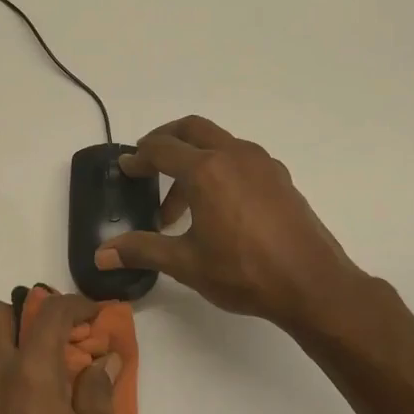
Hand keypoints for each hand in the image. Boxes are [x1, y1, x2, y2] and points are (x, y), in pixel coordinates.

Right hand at [96, 115, 366, 333]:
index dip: (138, 157)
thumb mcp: (186, 263)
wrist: (312, 284)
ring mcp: (262, 164)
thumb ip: (142, 250)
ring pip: (218, 143)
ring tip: (181, 203)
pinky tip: (218, 206)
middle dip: (165, 140)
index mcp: (206, 170)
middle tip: (147, 162)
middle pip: (191, 129)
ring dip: (193, 159)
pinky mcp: (280, 178)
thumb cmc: (243, 271)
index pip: (161, 150)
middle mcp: (234, 155)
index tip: (125, 168)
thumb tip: (101, 254)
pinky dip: (219, 168)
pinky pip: (240, 158)